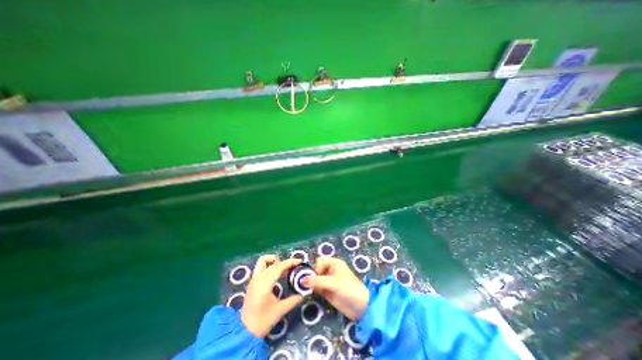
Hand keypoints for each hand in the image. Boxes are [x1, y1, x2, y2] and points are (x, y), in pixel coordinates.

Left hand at [241, 255, 303, 335]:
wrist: (243, 332)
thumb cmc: (262, 321)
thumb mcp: (280, 310)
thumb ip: (293, 300)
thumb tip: (303, 294)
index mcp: (265, 284)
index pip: (279, 267)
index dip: (290, 262)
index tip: (299, 261)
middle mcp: (258, 278)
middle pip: (272, 262)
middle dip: (284, 262)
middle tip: (293, 266)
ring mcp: (253, 279)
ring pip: (263, 261)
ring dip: (273, 260)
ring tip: (283, 267)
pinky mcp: (252, 282)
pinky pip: (261, 267)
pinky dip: (269, 265)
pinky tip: (276, 273)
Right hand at [302, 257, 368, 319]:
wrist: (360, 307)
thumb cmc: (348, 288)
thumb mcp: (333, 283)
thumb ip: (317, 281)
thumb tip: (301, 280)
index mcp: (334, 263)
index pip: (319, 261)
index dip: (315, 268)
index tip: (312, 278)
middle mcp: (330, 270)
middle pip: (316, 269)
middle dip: (310, 275)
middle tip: (304, 283)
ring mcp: (329, 281)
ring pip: (316, 278)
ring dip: (310, 282)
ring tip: (303, 288)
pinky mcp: (327, 291)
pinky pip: (317, 287)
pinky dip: (312, 289)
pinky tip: (308, 292)